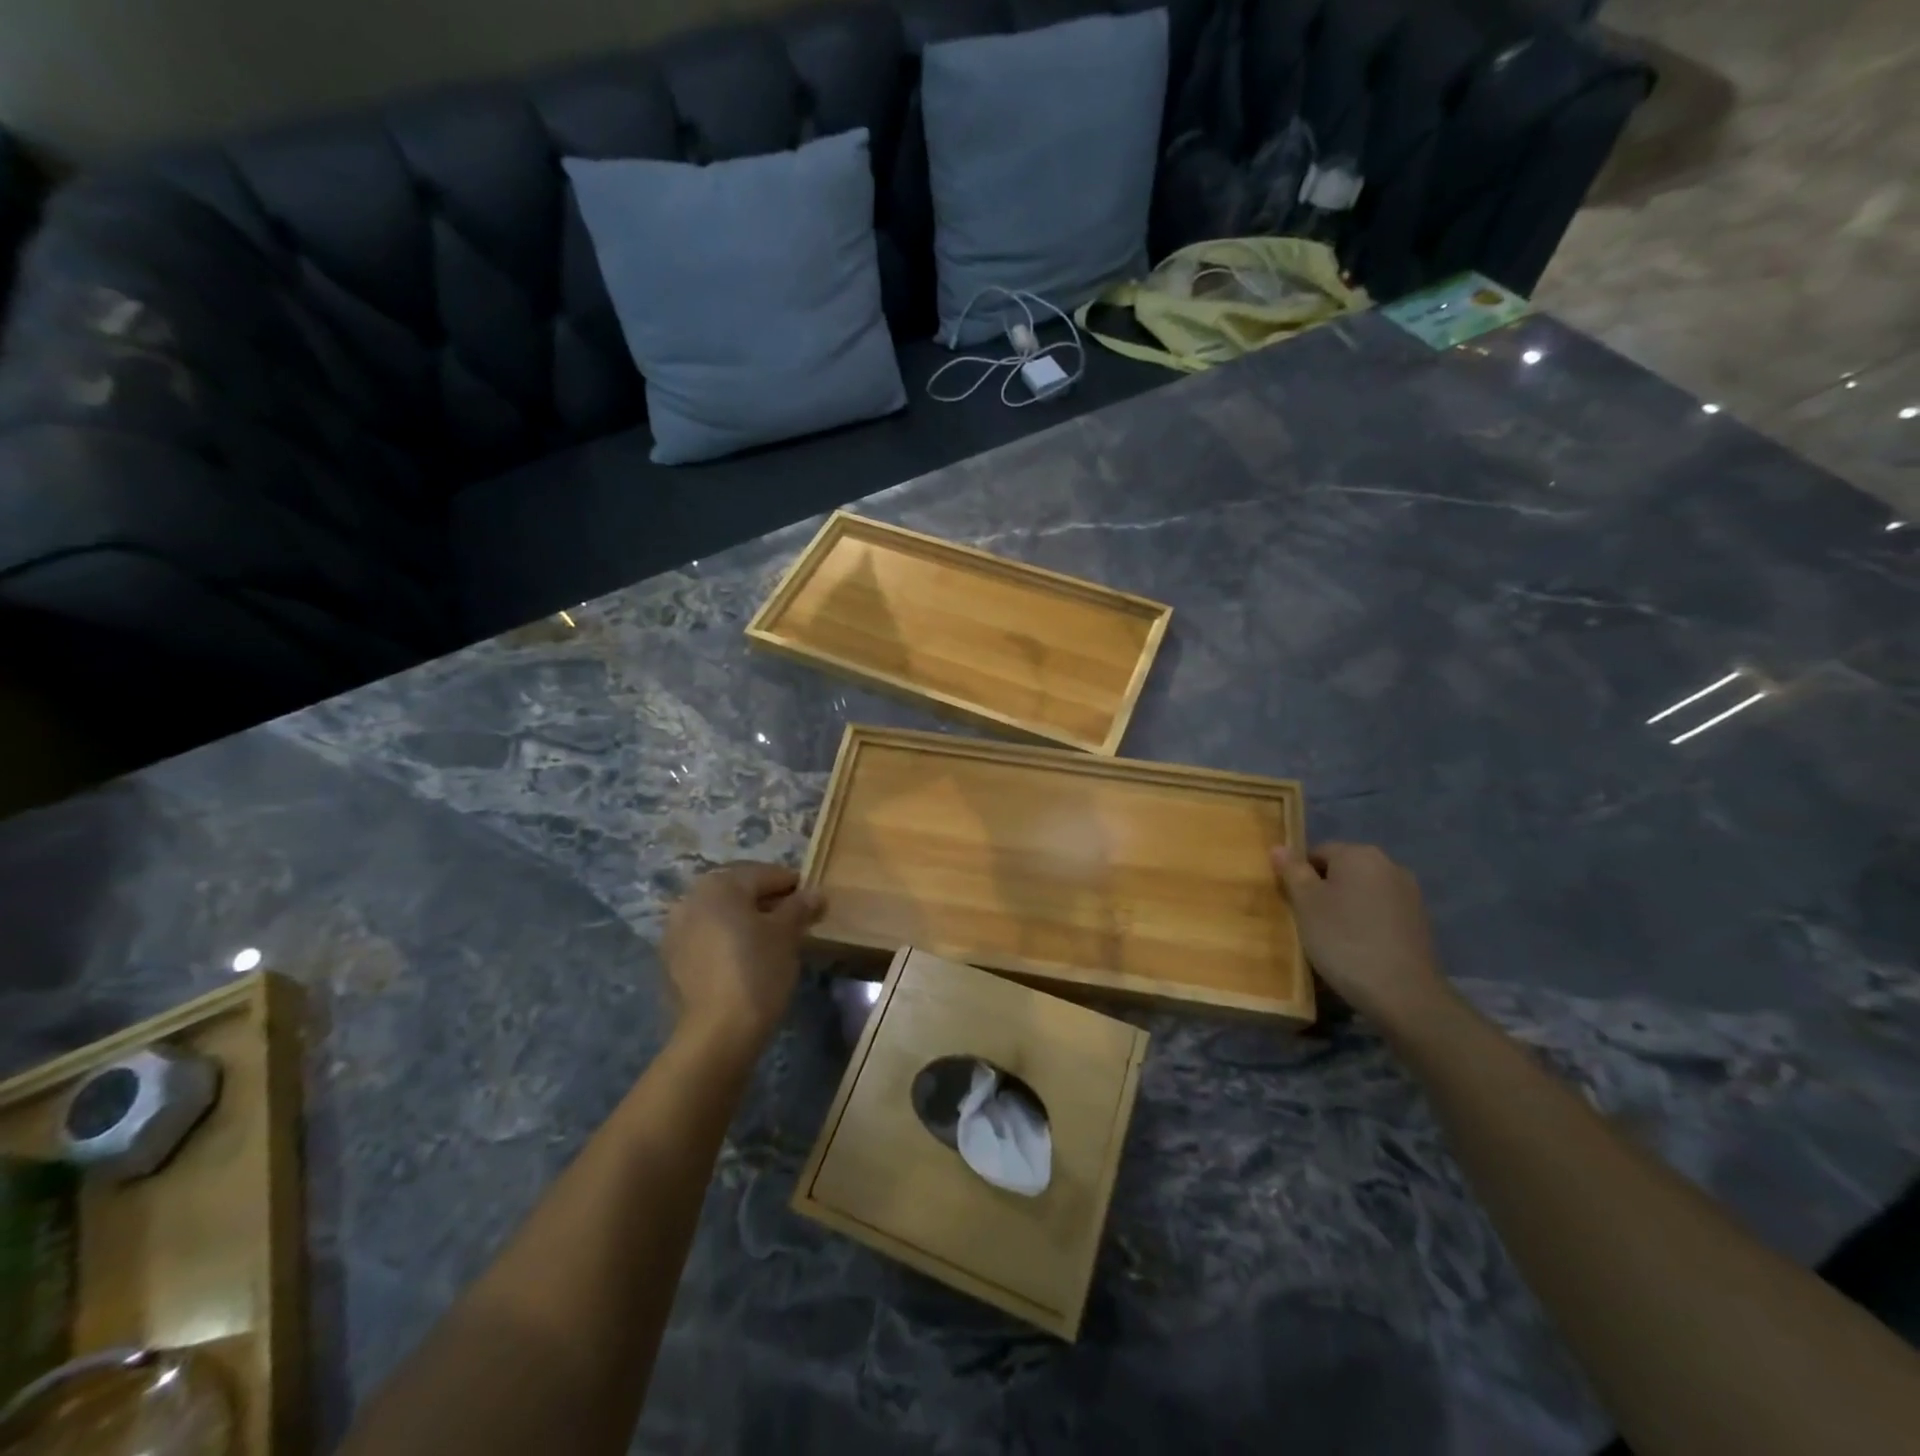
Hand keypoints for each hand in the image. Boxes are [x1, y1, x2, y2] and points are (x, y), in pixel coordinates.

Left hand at [661, 863, 824, 1053]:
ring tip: (772, 940)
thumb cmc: (758, 970)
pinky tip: (746, 958)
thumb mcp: (787, 934)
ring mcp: (676, 929)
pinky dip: (727, 939)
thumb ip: (800, 907)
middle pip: (739, 891)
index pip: (765, 874)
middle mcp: (691, 898)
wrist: (718, 1032)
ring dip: (746, 920)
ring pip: (721, 914)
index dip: (793, 885)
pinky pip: (707, 937)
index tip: (813, 901)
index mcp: (720, 884)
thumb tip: (815, 893)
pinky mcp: (672, 959)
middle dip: (767, 901)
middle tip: (795, 920)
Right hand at [1271, 842, 1450, 1026]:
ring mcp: (1409, 894)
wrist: (1403, 994)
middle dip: (1323, 891)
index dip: (1299, 876)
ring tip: (1332, 938)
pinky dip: (1366, 923)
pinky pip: (1381, 913)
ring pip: (1362, 892)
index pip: (1317, 852)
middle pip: (1342, 871)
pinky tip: (1358, 949)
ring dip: (1345, 908)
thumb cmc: (1344, 940)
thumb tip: (1279, 847)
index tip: (1292, 904)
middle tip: (1307, 922)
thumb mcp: (1306, 904)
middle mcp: (1389, 865)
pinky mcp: (1420, 922)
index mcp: (1359, 854)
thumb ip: (1292, 871)